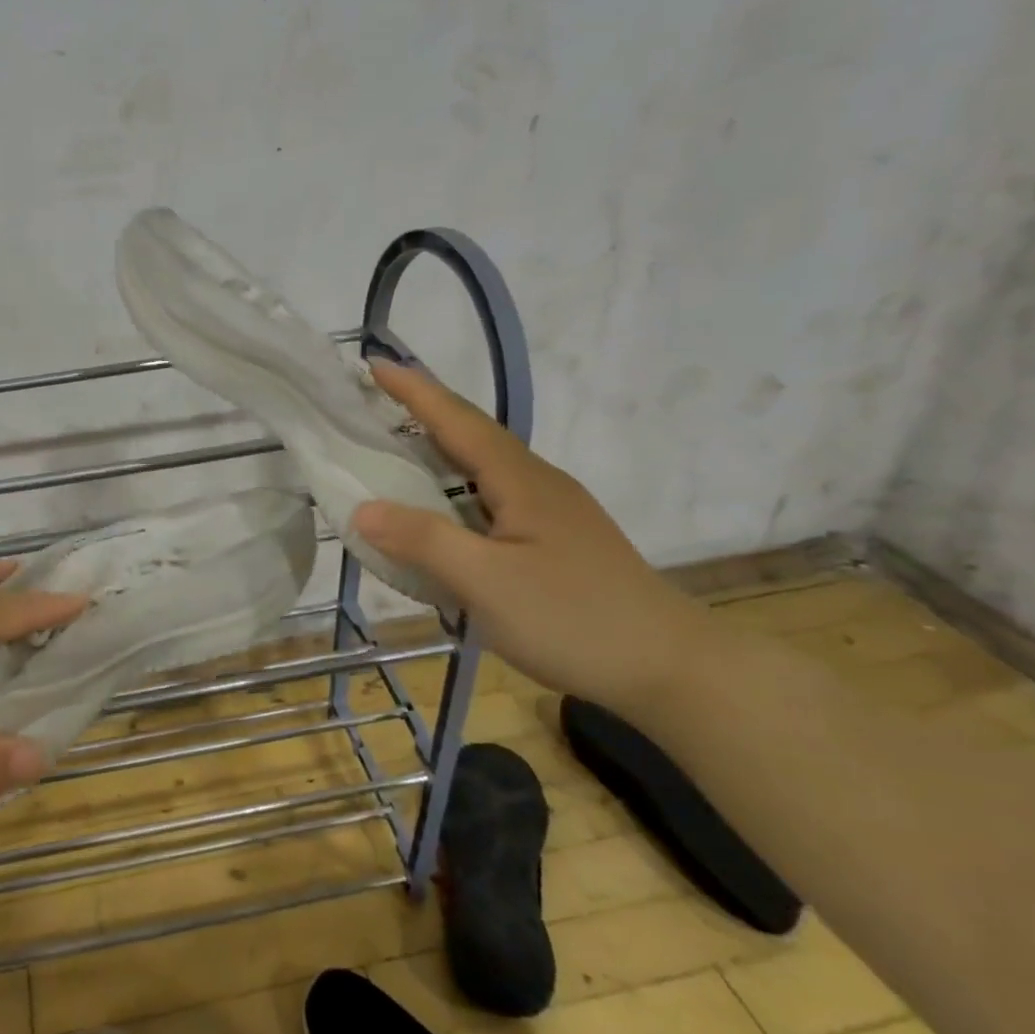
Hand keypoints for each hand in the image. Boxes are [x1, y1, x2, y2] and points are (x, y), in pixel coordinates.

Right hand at [353, 363, 727, 717]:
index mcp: (520, 481)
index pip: (457, 421)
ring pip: (483, 466)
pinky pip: (491, 497)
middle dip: (422, 411)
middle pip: (472, 434)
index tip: (373, 364)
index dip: (414, 391)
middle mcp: (537, 484)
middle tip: (372, 402)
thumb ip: (423, 541)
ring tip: (395, 447)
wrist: (672, 669)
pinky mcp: (555, 540)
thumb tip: (362, 509)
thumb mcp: (487, 583)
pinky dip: (454, 488)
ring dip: (439, 448)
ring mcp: (551, 512)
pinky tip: (443, 510)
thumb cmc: (575, 619)